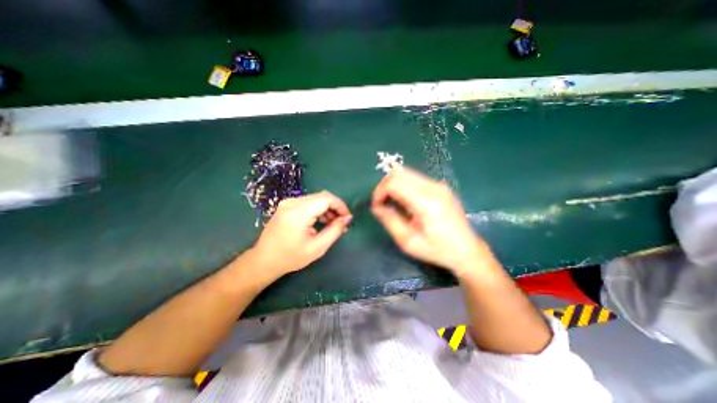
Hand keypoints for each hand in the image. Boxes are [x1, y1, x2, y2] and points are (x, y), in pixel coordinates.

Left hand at [250, 191, 352, 278]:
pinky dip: (318, 210)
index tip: (347, 218)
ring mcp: (288, 202)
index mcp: (298, 213)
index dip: (340, 206)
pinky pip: (308, 202)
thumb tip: (347, 218)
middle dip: (335, 208)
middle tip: (341, 223)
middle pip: (321, 197)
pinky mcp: (287, 205)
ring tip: (332, 224)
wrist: (264, 260)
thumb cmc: (290, 257)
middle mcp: (292, 202)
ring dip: (327, 209)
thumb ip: (335, 231)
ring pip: (316, 199)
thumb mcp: (317, 248)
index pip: (326, 198)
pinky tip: (321, 222)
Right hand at [372, 168, 495, 275]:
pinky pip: (414, 179)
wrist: (466, 250)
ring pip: (406, 173)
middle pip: (399, 173)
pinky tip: (405, 202)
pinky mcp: (440, 186)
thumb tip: (377, 207)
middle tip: (381, 203)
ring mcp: (439, 185)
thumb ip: (390, 221)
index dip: (380, 192)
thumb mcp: (409, 242)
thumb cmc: (437, 250)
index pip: (395, 183)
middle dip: (384, 186)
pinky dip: (403, 186)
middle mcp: (434, 188)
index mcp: (427, 203)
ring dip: (393, 185)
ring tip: (392, 203)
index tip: (376, 206)